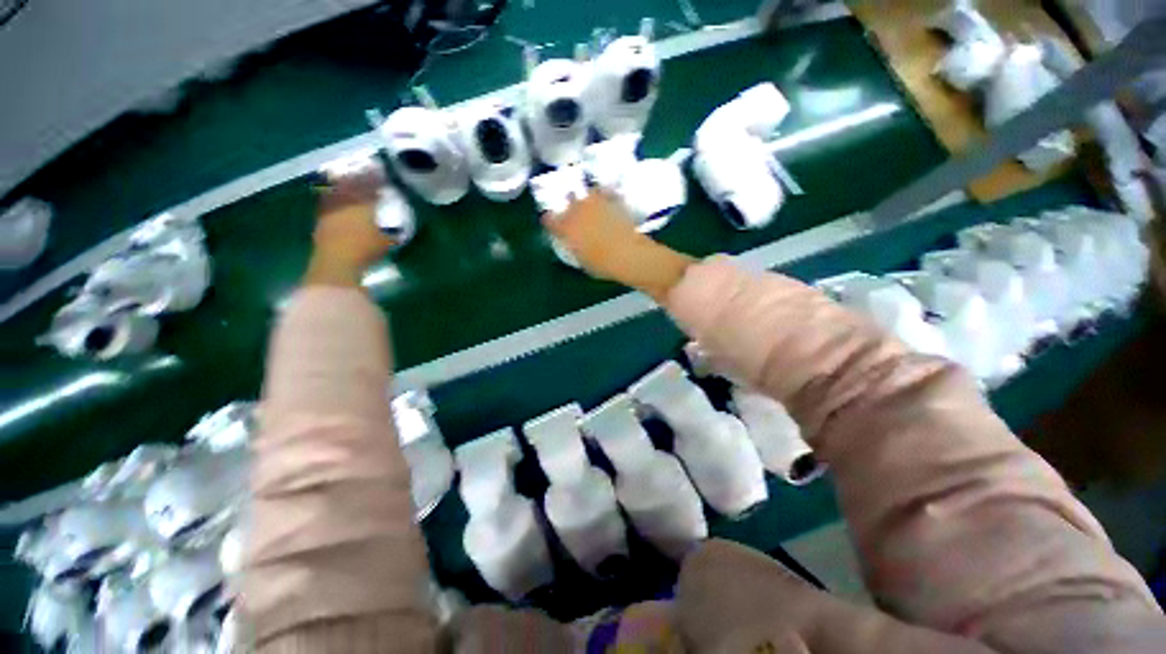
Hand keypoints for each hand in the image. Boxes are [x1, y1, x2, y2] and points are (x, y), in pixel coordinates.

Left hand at [305, 158, 395, 287]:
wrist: (336, 261)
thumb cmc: (365, 250)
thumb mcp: (386, 242)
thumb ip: (391, 233)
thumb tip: (398, 228)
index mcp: (363, 205)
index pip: (371, 187)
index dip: (376, 178)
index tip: (381, 171)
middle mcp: (346, 202)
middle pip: (351, 184)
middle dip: (358, 176)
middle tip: (362, 168)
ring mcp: (331, 209)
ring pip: (337, 189)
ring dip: (342, 181)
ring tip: (345, 175)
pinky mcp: (321, 218)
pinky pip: (326, 199)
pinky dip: (330, 193)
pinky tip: (331, 192)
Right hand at [543, 192, 694, 301]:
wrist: (627, 255)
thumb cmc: (602, 265)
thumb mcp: (582, 260)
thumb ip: (575, 247)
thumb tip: (575, 242)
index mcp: (566, 228)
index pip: (550, 220)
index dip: (550, 222)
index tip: (551, 224)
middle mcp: (578, 211)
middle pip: (568, 202)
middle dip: (570, 208)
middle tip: (574, 216)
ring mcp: (596, 204)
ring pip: (587, 194)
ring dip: (588, 199)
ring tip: (592, 205)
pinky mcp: (613, 201)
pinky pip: (607, 193)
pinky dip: (607, 195)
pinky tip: (610, 200)